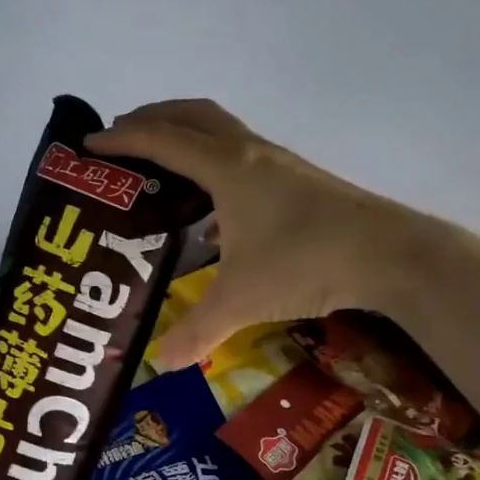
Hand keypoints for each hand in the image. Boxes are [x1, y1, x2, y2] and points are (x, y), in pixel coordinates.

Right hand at [88, 100, 439, 368]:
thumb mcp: (242, 299)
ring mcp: (278, 164)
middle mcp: (250, 154)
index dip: (121, 140)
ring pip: (221, 130)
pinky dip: (212, 161)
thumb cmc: (307, 262)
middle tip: (119, 136)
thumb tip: (161, 363)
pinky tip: (210, 205)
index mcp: (227, 169)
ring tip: (158, 162)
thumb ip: (196, 330)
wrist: (391, 255)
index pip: (162, 142)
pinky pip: (241, 154)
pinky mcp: (297, 180)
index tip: (88, 147)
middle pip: (192, 116)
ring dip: (185, 134)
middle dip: (151, 118)